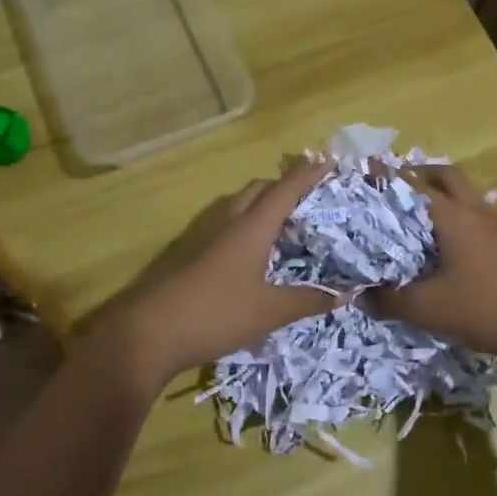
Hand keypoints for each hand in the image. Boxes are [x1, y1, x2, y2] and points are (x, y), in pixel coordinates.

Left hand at [97, 162, 338, 389]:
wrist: (150, 333)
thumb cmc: (216, 313)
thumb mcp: (269, 311)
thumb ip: (308, 300)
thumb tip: (346, 293)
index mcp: (251, 228)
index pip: (284, 190)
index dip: (308, 175)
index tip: (329, 162)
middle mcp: (230, 225)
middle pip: (259, 191)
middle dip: (285, 185)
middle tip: (312, 196)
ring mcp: (210, 241)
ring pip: (242, 209)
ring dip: (266, 206)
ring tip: (292, 224)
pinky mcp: (198, 259)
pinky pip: (232, 229)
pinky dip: (252, 229)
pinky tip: (262, 255)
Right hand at [364, 164, 496, 365]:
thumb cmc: (485, 308)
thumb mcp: (427, 309)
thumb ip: (389, 300)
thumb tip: (360, 296)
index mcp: (453, 217)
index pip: (414, 184)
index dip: (388, 177)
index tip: (366, 173)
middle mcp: (475, 211)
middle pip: (446, 176)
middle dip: (419, 175)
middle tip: (393, 188)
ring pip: (465, 195)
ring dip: (441, 195)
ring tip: (415, 216)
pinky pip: (476, 216)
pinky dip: (456, 216)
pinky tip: (446, 245)